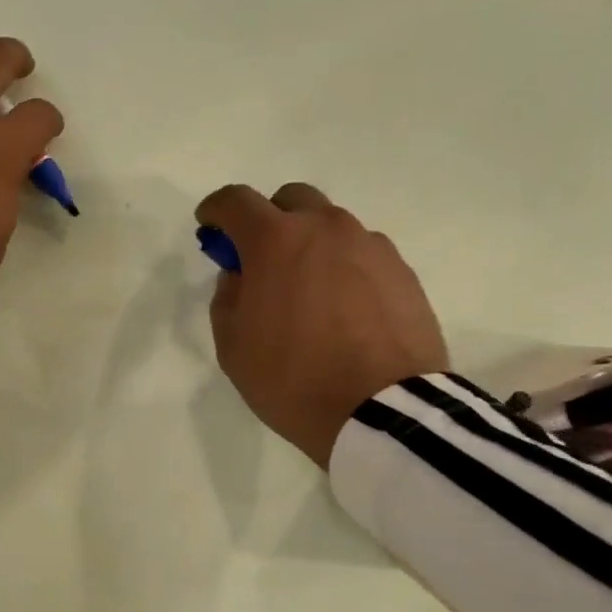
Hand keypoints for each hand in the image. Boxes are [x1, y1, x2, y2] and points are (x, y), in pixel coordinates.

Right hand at [197, 182, 449, 468]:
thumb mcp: (233, 347)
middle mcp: (326, 228)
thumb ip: (228, 298)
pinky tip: (344, 309)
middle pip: (291, 200)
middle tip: (262, 261)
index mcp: (276, 241)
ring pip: (331, 227)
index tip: (209, 226)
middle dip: (269, 220)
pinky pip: (362, 255)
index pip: (236, 201)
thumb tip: (241, 275)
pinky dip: (344, 268)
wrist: (384, 411)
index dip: (216, 209)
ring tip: (309, 293)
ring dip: (311, 246)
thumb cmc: (293, 379)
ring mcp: (370, 246)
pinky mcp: (402, 271)